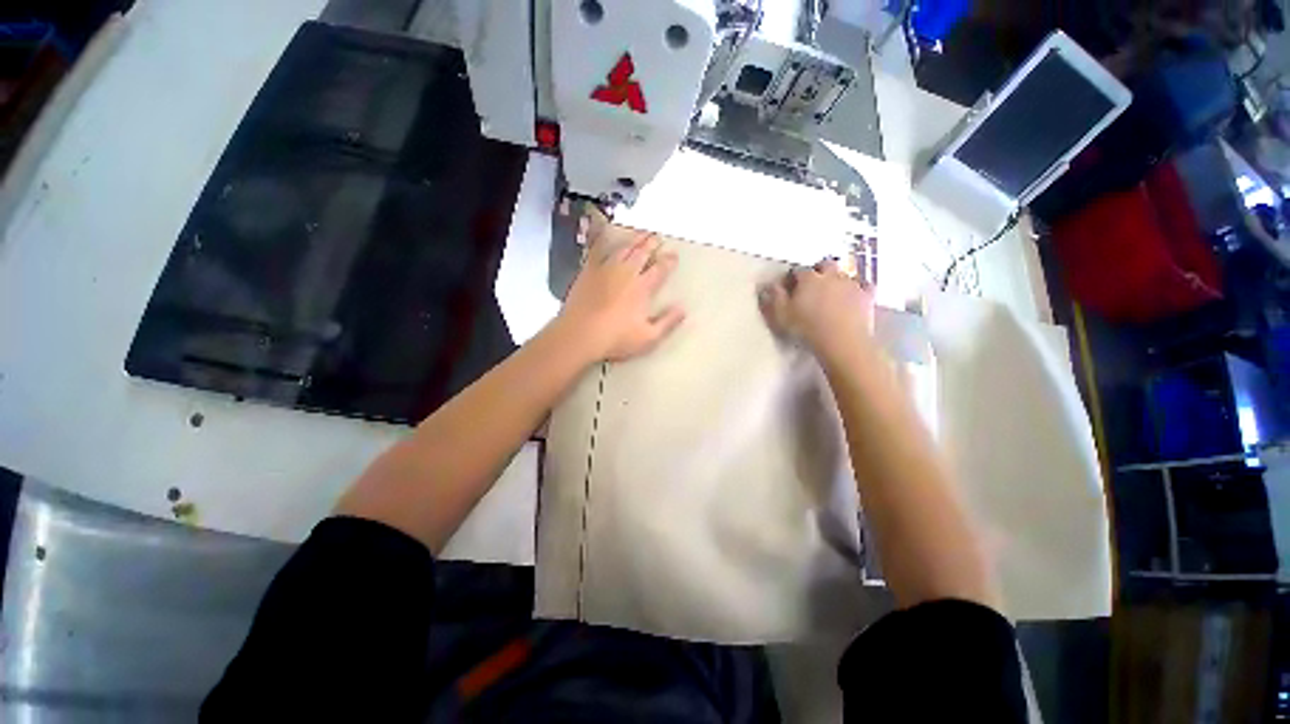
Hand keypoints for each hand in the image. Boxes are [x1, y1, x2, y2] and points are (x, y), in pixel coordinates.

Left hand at [558, 229, 685, 361]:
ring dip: (634, 239)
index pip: (660, 269)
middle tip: (658, 237)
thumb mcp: (648, 337)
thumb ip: (667, 322)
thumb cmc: (616, 339)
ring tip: (641, 233)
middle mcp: (626, 273)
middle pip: (642, 253)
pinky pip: (598, 250)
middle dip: (652, 243)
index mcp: (642, 288)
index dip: (668, 261)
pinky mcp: (588, 271)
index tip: (674, 255)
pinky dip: (604, 241)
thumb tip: (683, 308)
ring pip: (623, 248)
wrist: (580, 335)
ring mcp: (606, 269)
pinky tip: (606, 236)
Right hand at [758, 259, 874, 359]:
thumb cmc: (806, 328)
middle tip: (812, 284)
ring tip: (832, 291)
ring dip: (837, 278)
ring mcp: (851, 284)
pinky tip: (855, 293)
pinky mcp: (867, 296)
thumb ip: (773, 298)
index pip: (798, 271)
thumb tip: (767, 285)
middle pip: (824, 264)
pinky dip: (859, 287)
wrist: (842, 341)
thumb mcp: (781, 315)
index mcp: (808, 279)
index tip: (789, 287)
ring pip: (844, 273)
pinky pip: (864, 285)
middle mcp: (831, 275)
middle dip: (818, 270)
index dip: (792, 278)